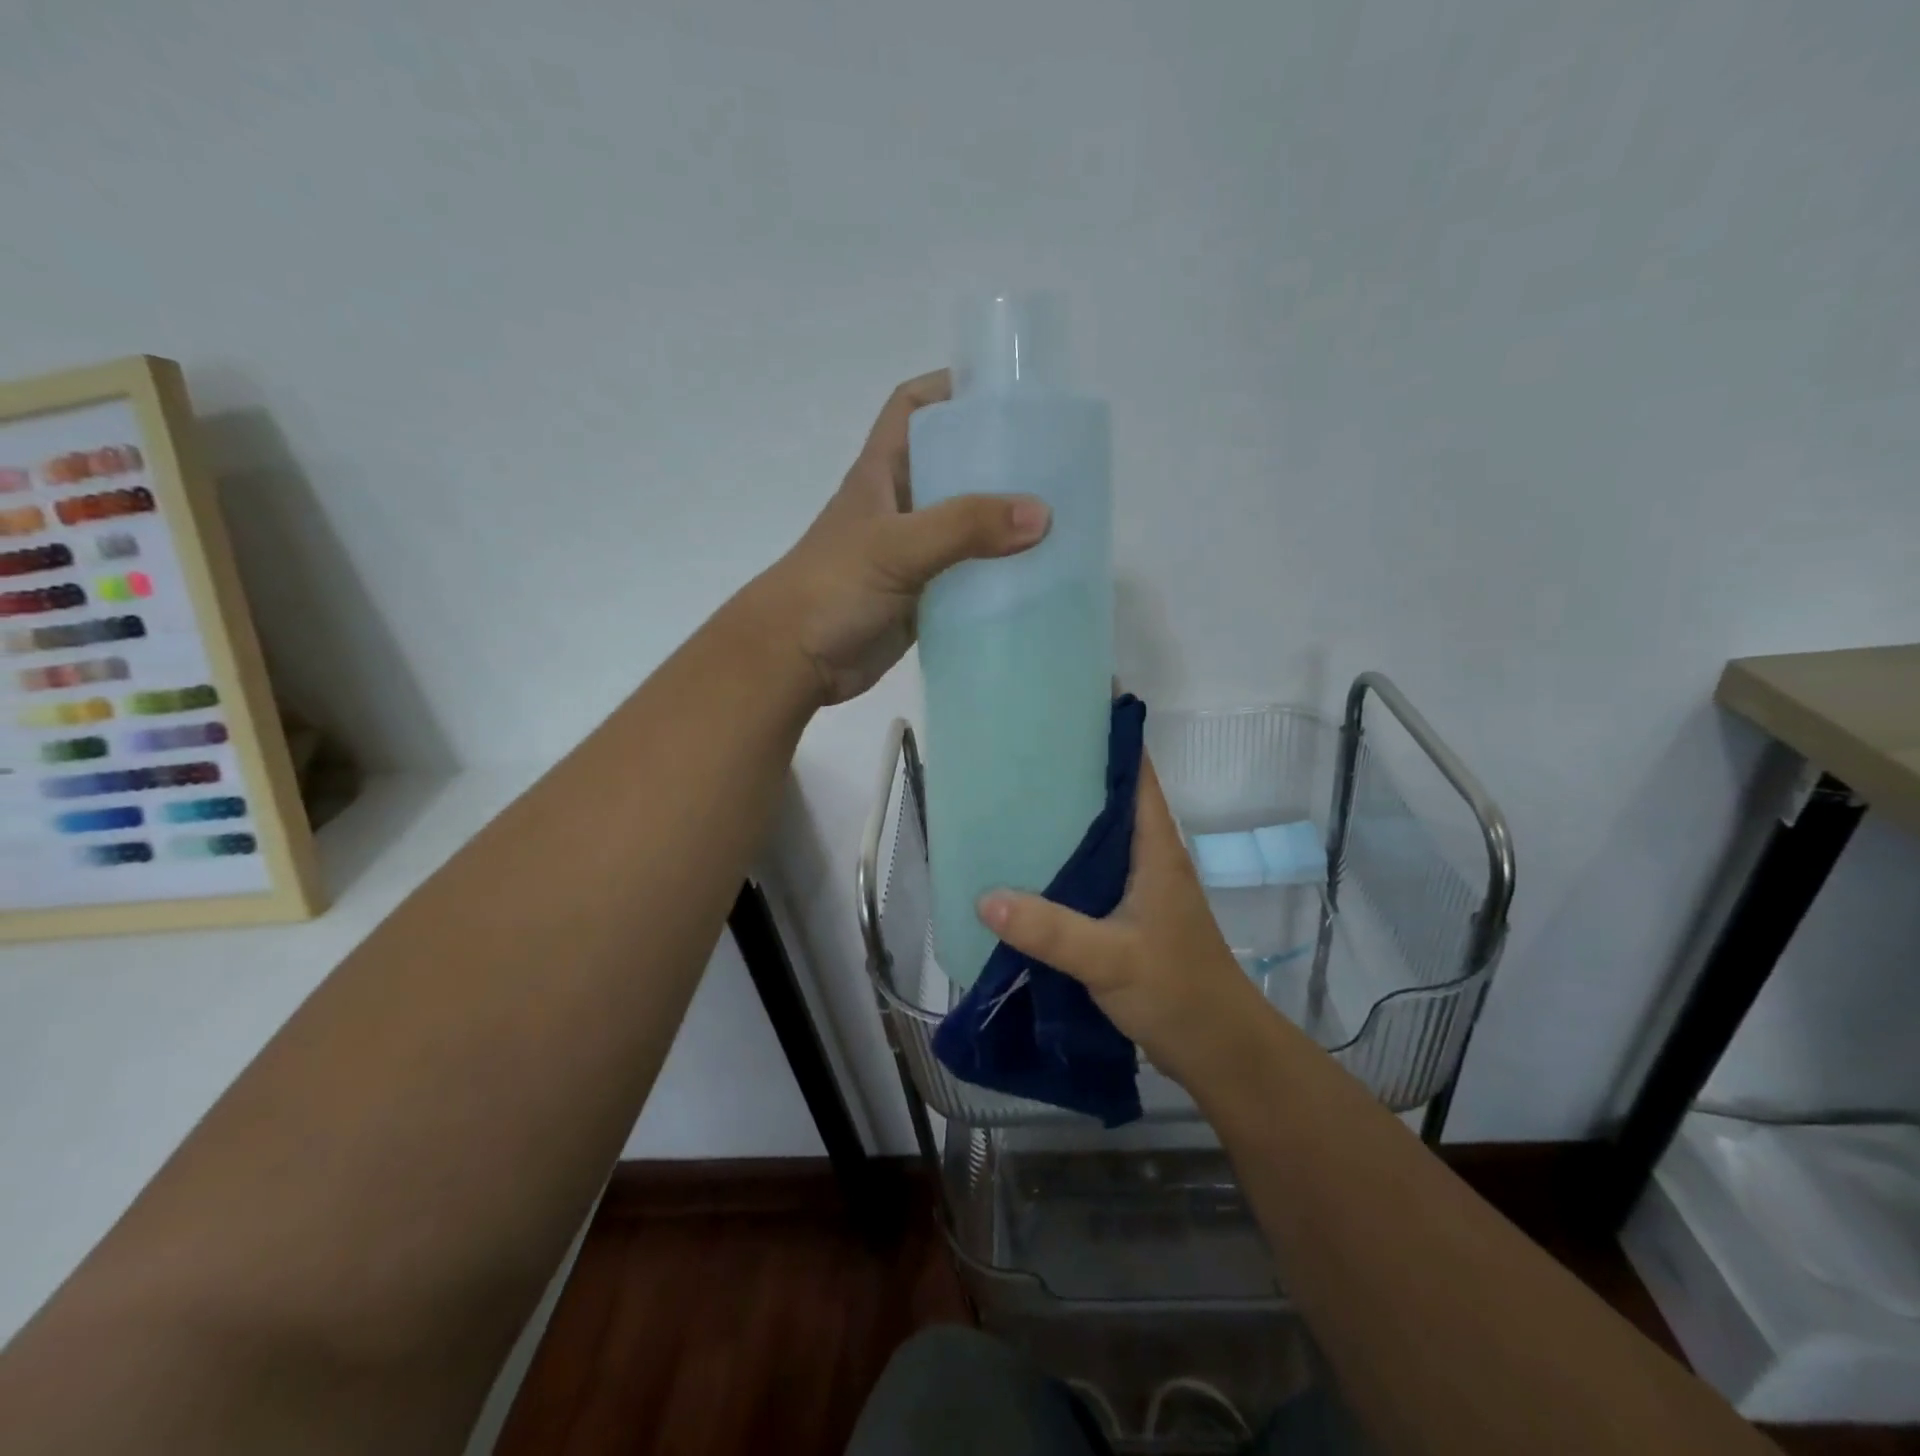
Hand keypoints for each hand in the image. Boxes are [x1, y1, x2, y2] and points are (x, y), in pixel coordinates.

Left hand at [752, 371, 1049, 704]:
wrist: (794, 660)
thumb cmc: (833, 588)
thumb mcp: (897, 546)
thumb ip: (964, 527)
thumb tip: (1042, 514)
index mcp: (883, 473)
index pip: (913, 408)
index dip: (951, 389)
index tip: (1007, 396)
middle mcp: (901, 506)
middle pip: (954, 467)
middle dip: (999, 462)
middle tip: (1058, 464)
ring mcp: (913, 554)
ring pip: (966, 526)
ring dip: (1004, 524)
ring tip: (1063, 520)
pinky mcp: (923, 596)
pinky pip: (968, 577)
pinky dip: (997, 575)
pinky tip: (1038, 577)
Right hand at [977, 758, 1280, 1091]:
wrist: (1219, 1052)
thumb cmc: (1177, 990)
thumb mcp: (1111, 958)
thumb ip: (1051, 930)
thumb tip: (985, 899)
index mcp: (1155, 848)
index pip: (1136, 775)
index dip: (1110, 736)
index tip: (1069, 707)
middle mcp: (1147, 859)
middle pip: (1109, 801)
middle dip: (1071, 775)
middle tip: (1017, 755)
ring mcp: (1139, 890)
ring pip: (1096, 840)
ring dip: (1063, 823)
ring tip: (1010, 803)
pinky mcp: (1127, 919)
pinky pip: (1088, 877)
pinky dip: (1060, 866)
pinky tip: (1024, 872)